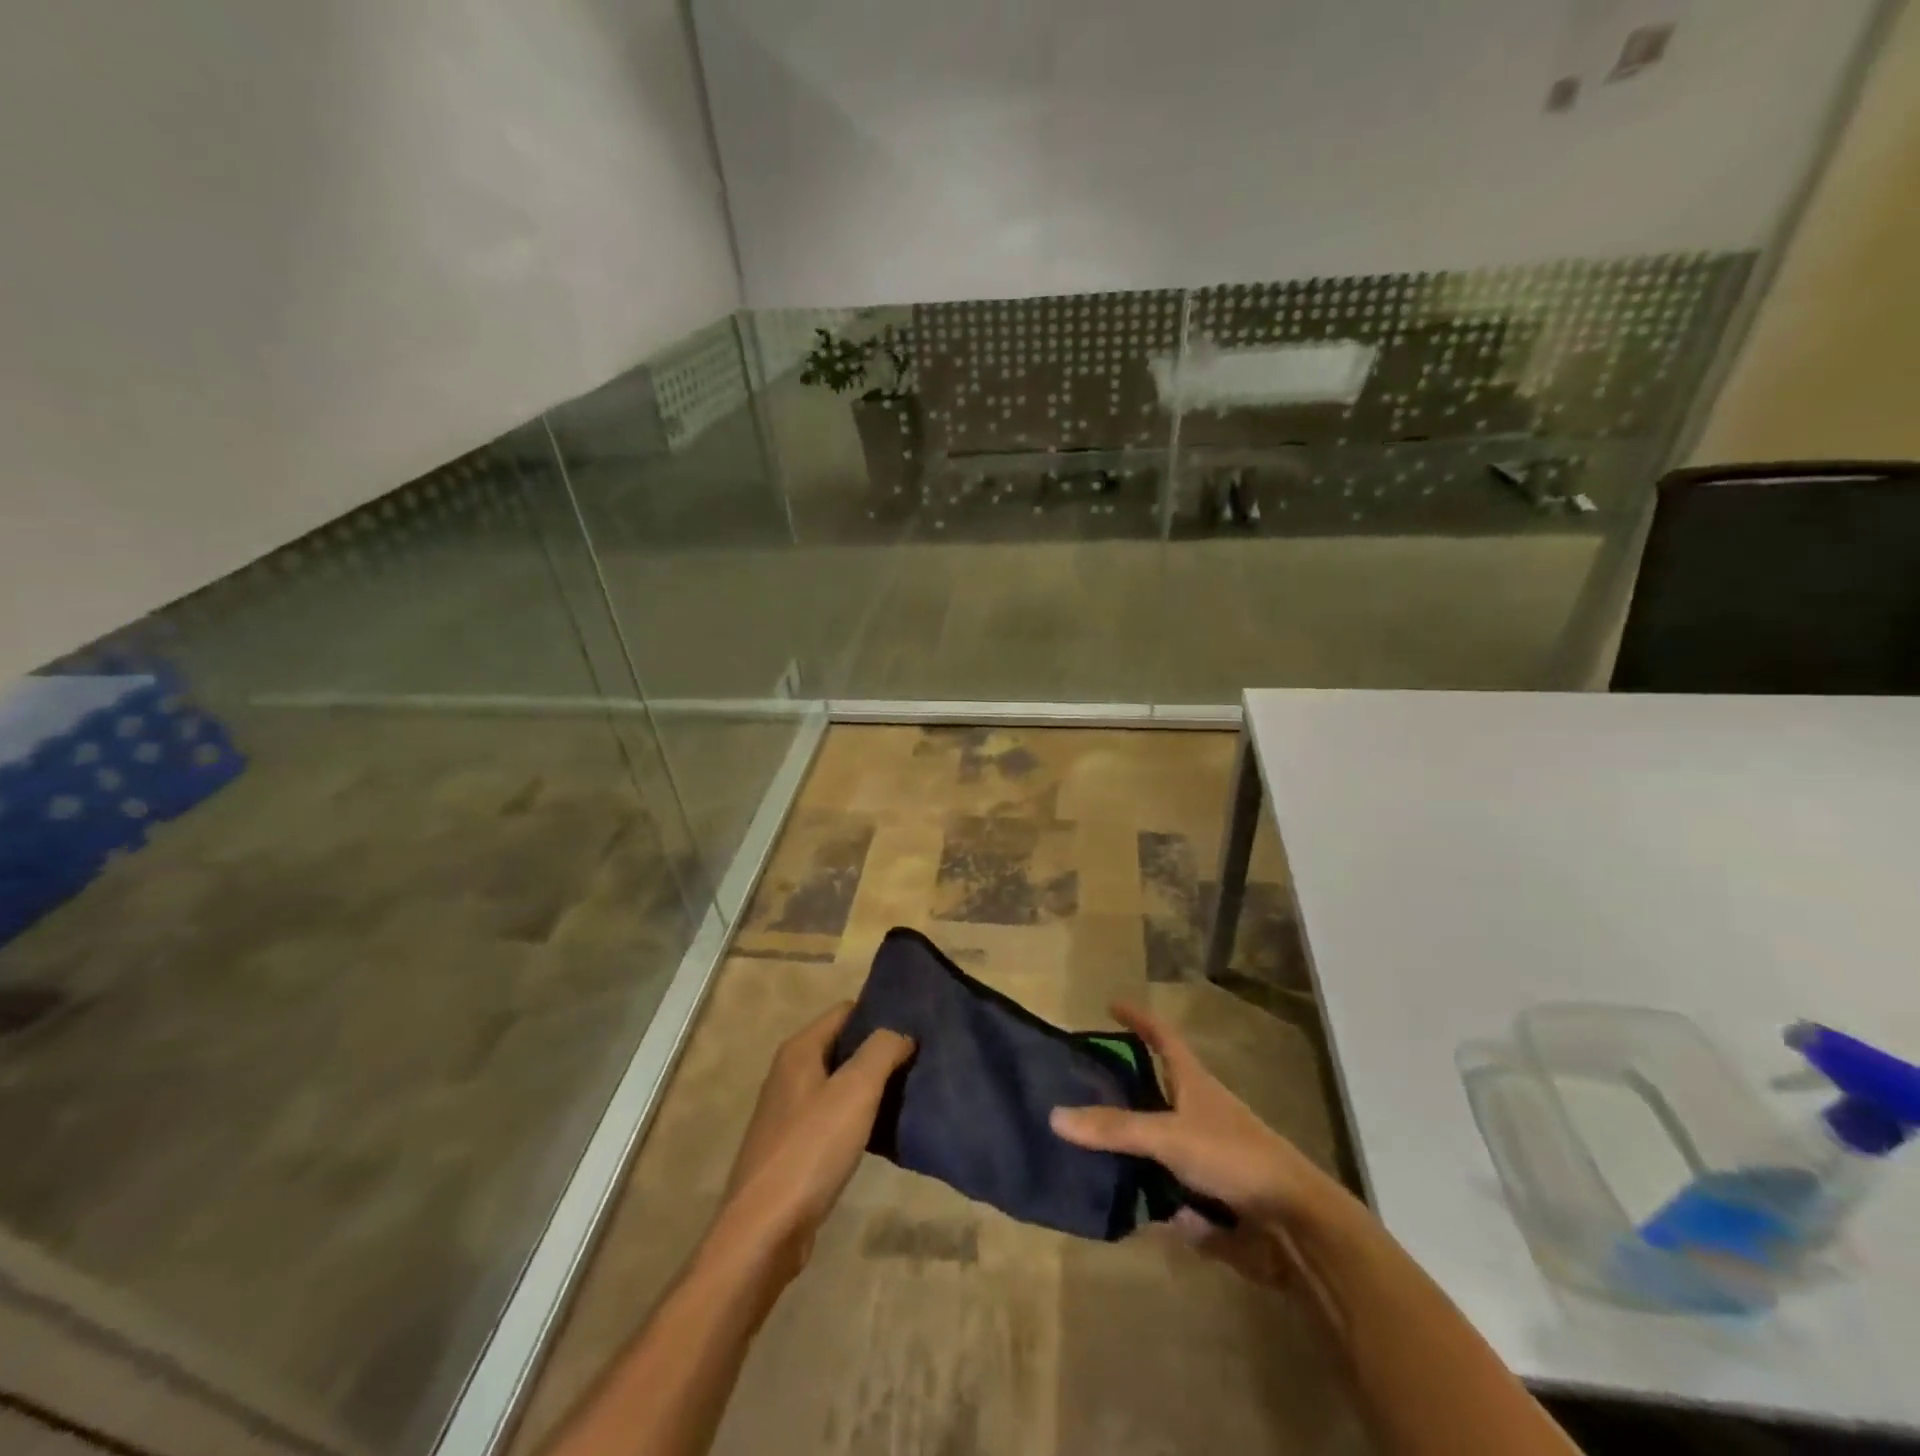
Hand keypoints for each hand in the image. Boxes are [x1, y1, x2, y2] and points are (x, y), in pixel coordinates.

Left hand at [714, 1002, 914, 1277]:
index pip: (846, 1011)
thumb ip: (882, 1050)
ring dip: (871, 1085)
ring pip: (839, 1083)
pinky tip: (883, 1130)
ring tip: (910, 1090)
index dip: (880, 1012)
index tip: (916, 1023)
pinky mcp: (794, 1147)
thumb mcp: (855, 1090)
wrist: (765, 1231)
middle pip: (843, 1046)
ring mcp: (789, 1112)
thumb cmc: (811, 1149)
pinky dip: (858, 1116)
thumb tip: (901, 1031)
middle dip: (879, 1050)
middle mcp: (790, 1073)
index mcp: (800, 1050)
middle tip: (920, 1057)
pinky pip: (833, 1116)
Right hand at [1050, 1002, 1347, 1288]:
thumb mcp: (1169, 1137)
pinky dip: (1152, 1198)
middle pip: (1158, 1089)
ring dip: (1133, 1149)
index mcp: (1194, 1082)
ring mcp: (1207, 1153)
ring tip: (1090, 1152)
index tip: (1111, 1005)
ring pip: (1160, 1143)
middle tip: (1085, 1087)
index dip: (1139, 1018)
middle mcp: (1201, 1111)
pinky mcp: (1213, 1194)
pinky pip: (1170, 1189)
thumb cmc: (1234, 1158)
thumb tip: (1055, 1115)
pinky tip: (1126, 1211)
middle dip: (1126, 1089)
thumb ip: (1115, 1129)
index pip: (1162, 1036)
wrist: (1295, 1224)